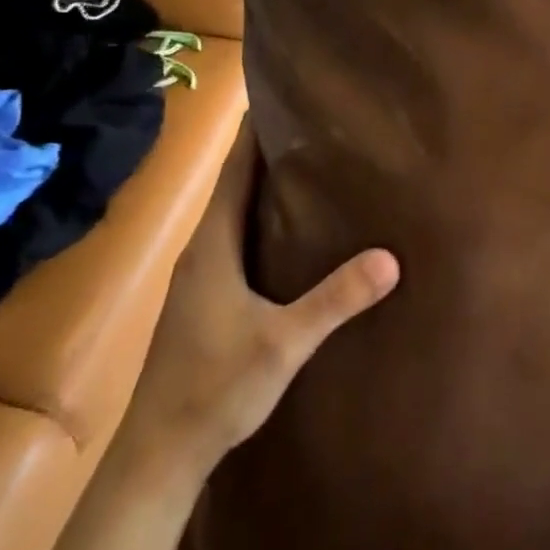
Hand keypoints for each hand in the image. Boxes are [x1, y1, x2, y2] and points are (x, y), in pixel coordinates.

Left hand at [121, 115, 399, 476]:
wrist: (158, 455)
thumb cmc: (215, 387)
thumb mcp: (285, 342)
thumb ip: (335, 300)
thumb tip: (390, 258)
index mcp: (212, 245)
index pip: (233, 170)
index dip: (252, 131)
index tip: (278, 93)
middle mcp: (200, 250)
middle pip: (233, 185)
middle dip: (266, 151)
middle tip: (313, 124)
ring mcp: (198, 277)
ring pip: (233, 214)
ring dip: (263, 186)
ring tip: (309, 166)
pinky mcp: (203, 300)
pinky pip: (233, 239)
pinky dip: (259, 218)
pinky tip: (288, 230)